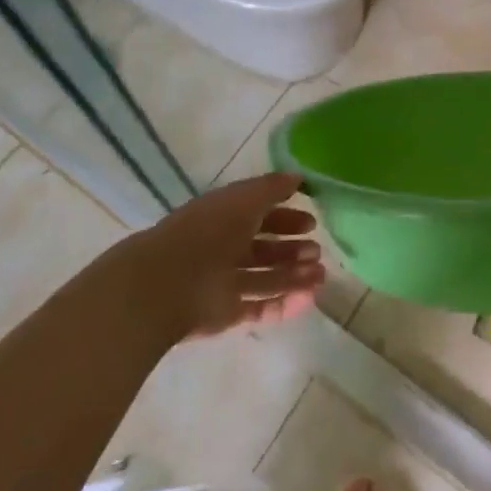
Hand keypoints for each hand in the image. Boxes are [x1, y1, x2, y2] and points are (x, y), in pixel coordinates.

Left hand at [128, 174, 325, 338]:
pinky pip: (261, 308)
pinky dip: (285, 304)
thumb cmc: (210, 230)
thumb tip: (299, 177)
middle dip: (293, 249)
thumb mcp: (245, 197)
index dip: (286, 216)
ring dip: (295, 277)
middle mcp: (225, 248)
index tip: (312, 220)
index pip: (260, 214)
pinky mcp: (228, 313)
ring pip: (267, 278)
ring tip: (321, 275)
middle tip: (318, 251)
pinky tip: (309, 299)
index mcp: (225, 216)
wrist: (169, 283)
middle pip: (265, 249)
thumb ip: (273, 187)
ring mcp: (226, 282)